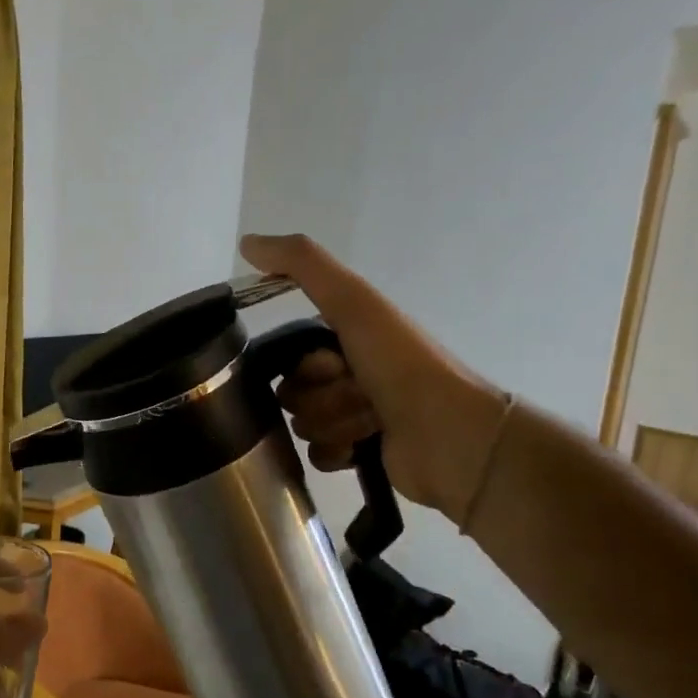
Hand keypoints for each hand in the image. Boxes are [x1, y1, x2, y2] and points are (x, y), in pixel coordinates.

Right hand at [241, 233, 507, 524]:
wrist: (451, 435)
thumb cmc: (401, 364)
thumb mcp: (353, 303)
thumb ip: (302, 265)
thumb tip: (246, 242)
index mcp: (347, 340)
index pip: (289, 357)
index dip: (306, 366)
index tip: (335, 366)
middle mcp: (349, 375)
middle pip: (292, 394)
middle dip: (320, 399)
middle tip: (359, 395)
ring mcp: (354, 416)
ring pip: (303, 425)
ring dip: (333, 424)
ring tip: (370, 423)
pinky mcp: (357, 454)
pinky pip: (317, 455)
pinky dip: (336, 452)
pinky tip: (361, 449)